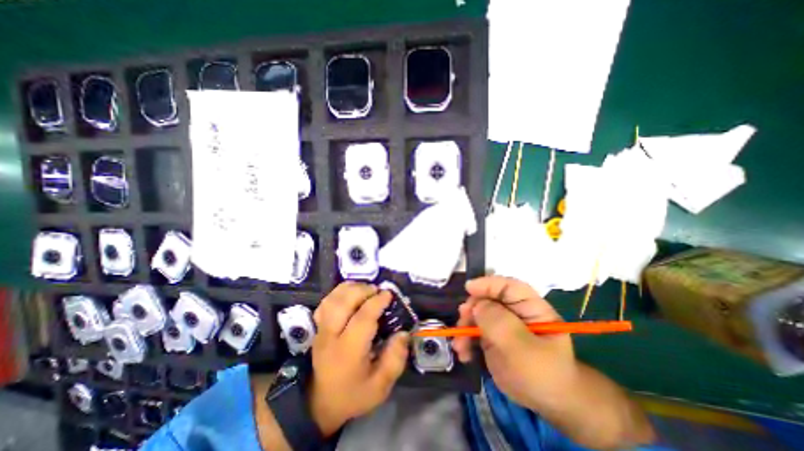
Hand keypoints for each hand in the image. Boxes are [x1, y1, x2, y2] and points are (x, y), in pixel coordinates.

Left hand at [309, 281, 408, 435]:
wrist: (319, 402)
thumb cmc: (353, 393)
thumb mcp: (380, 387)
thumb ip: (395, 360)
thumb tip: (403, 333)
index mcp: (348, 352)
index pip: (362, 319)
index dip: (377, 302)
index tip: (389, 295)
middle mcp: (331, 336)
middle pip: (343, 303)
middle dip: (363, 290)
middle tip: (378, 291)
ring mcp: (321, 329)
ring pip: (333, 299)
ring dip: (351, 288)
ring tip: (366, 289)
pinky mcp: (318, 326)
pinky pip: (326, 301)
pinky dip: (339, 292)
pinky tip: (351, 293)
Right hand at [451, 277, 577, 409]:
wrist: (548, 406)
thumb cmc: (542, 375)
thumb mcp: (523, 348)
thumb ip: (499, 323)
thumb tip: (476, 304)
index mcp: (530, 307)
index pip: (508, 286)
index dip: (488, 284)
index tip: (468, 288)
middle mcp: (514, 312)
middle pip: (488, 299)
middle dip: (472, 309)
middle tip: (462, 322)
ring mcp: (502, 325)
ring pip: (477, 315)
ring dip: (465, 327)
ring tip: (459, 346)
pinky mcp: (492, 338)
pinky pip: (474, 331)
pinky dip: (466, 340)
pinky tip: (464, 354)